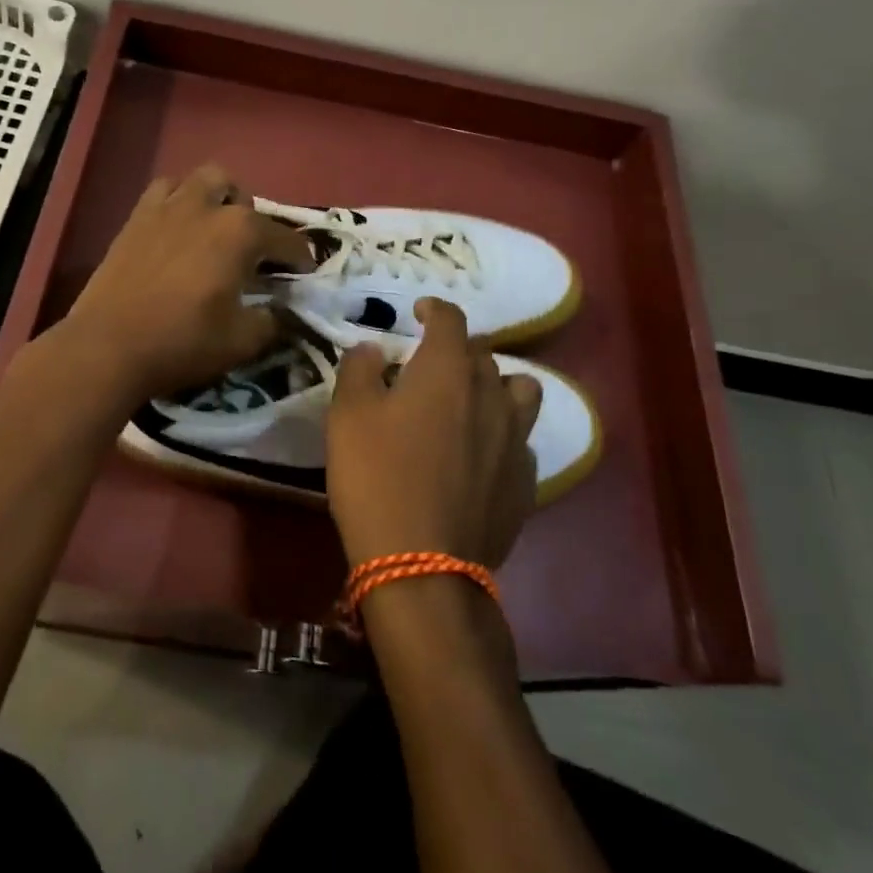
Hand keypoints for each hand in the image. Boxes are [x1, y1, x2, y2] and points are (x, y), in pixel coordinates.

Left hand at [55, 164, 313, 405]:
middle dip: (252, 218)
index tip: (305, 273)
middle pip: (240, 195)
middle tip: (250, 252)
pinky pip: (163, 191)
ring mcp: (167, 207)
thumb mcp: (242, 341)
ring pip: (201, 180)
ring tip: (213, 229)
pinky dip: (177, 200)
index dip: (300, 257)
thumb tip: (280, 311)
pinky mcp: (136, 217)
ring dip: (215, 198)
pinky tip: (176, 229)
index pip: (285, 238)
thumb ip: (272, 322)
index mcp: (241, 232)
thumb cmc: (183, 342)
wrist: (108, 346)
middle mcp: (207, 207)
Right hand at [325, 299, 540, 569]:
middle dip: (457, 350)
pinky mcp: (525, 482)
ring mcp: (515, 439)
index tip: (419, 312)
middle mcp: (490, 394)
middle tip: (429, 367)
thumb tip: (374, 349)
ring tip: (472, 402)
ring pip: (520, 392)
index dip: (434, 308)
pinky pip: (521, 442)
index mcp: (448, 370)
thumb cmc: (376, 477)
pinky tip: (482, 456)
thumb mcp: (348, 415)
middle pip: (483, 354)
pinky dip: (503, 436)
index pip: (451, 318)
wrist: (421, 564)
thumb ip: (360, 369)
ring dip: (497, 386)